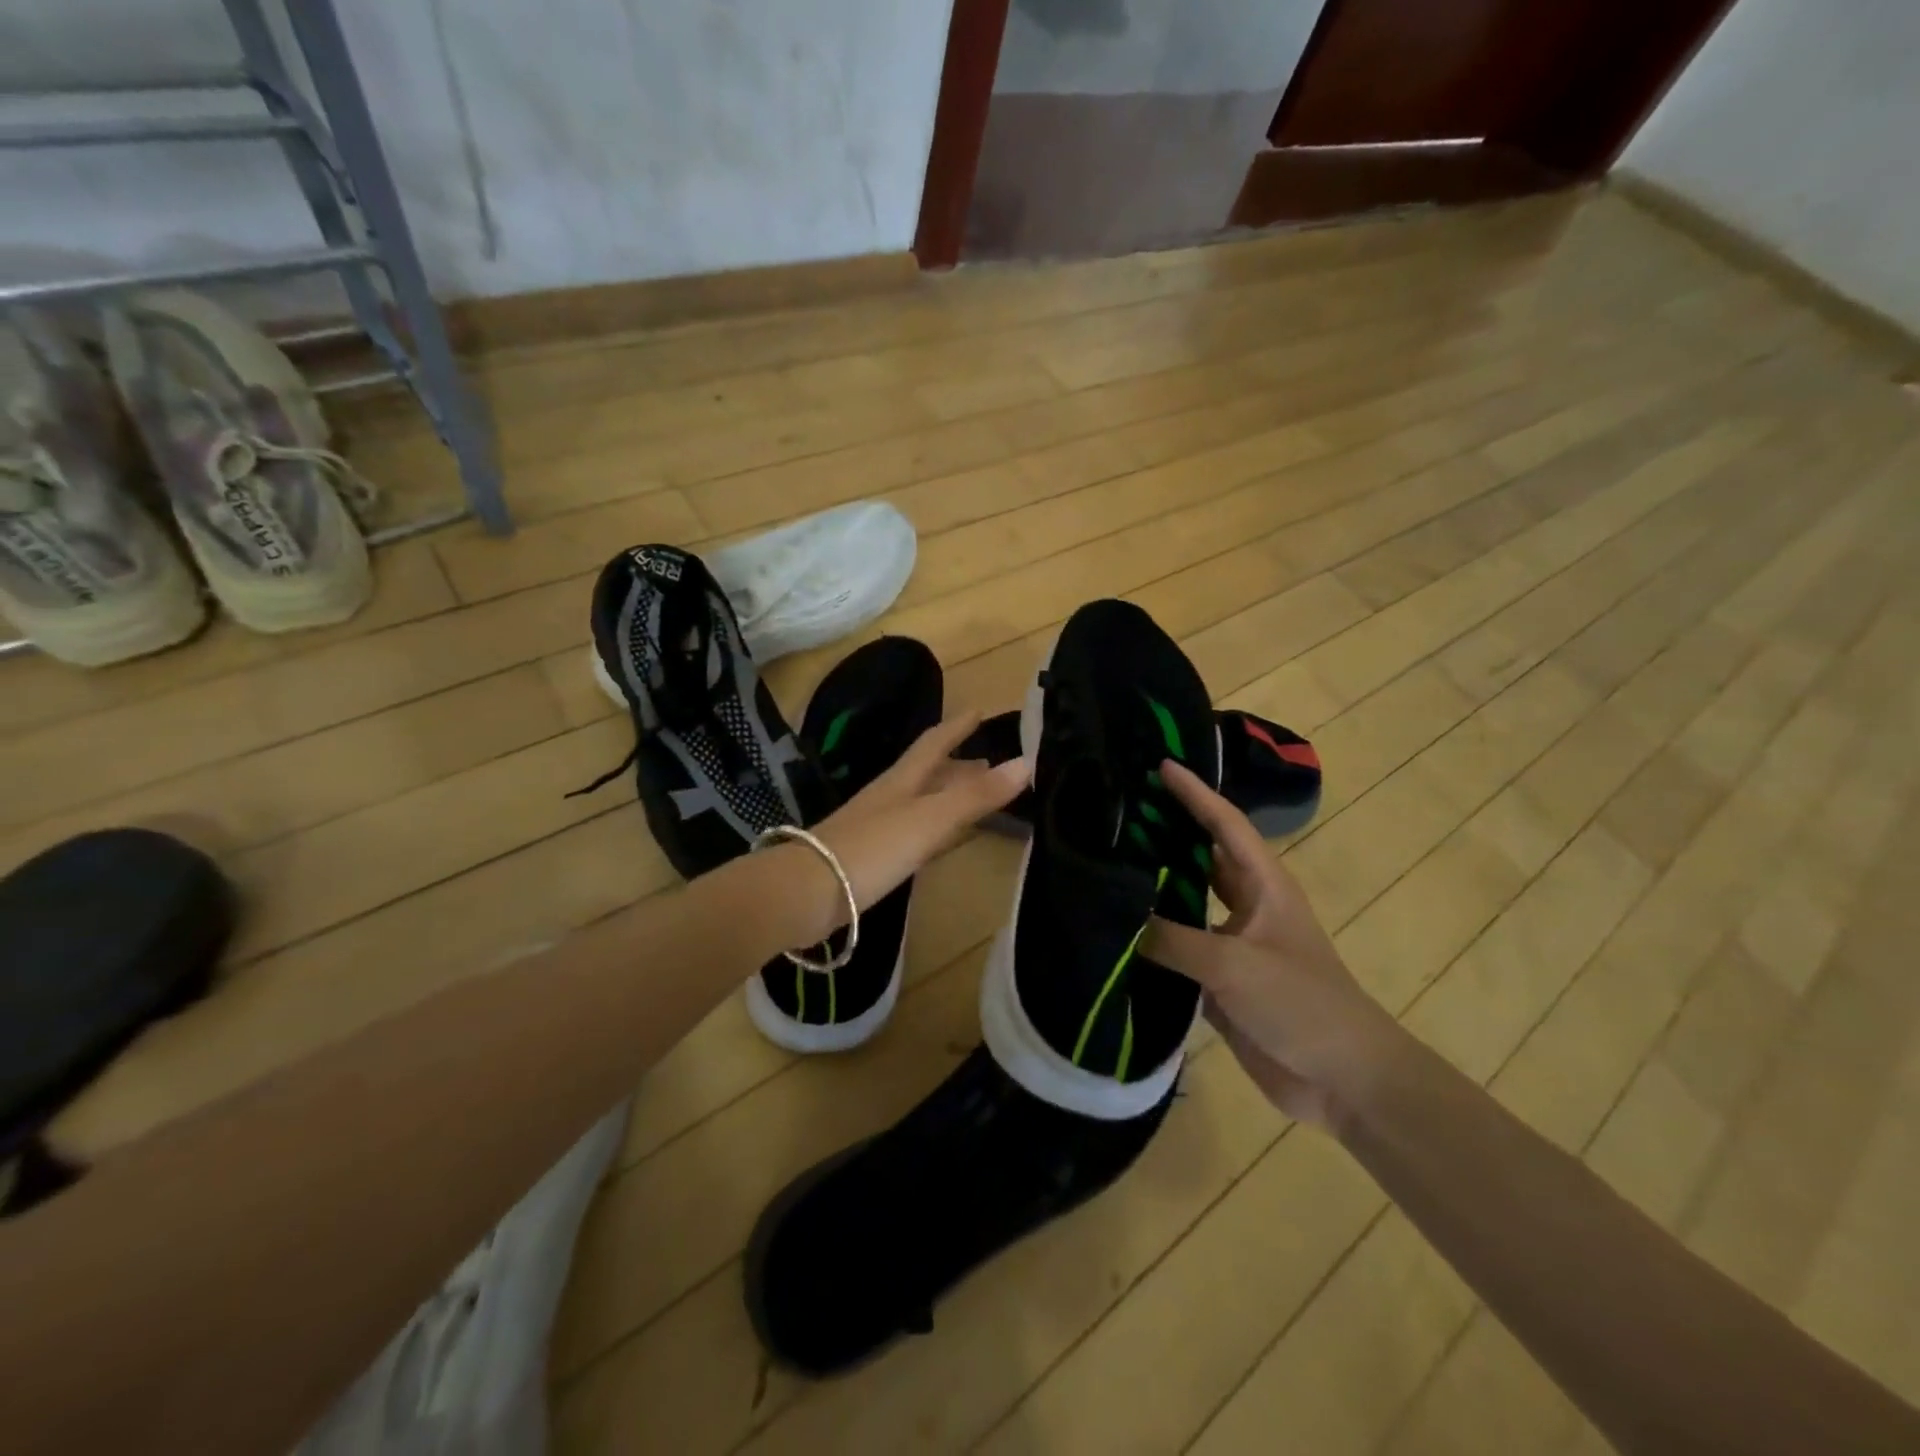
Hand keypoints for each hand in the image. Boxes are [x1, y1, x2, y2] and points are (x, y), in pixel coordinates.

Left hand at [810, 711, 1029, 914]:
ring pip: (920, 802)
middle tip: (988, 764)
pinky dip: (933, 828)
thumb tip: (1027, 761)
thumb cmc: (872, 848)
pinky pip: (912, 832)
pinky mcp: (869, 857)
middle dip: (957, 765)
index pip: (934, 743)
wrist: (806, 892)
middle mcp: (888, 797)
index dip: (957, 727)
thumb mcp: (930, 819)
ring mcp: (875, 827)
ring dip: (946, 796)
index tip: (979, 711)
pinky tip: (938, 842)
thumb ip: (976, 796)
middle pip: (927, 773)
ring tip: (973, 799)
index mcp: (902, 780)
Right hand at [1141, 760, 1403, 1129]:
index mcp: (1264, 886)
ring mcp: (1232, 944)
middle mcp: (1246, 906)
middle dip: (1168, 831)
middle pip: (1202, 856)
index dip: (1194, 794)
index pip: (1225, 825)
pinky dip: (1149, 936)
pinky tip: (1116, 929)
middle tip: (1120, 809)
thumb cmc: (1301, 1004)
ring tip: (1108, 861)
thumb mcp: (1234, 965)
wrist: (1343, 1080)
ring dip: (1155, 883)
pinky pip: (1177, 947)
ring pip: (1186, 902)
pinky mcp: (1218, 981)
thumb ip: (1173, 940)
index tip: (1160, 766)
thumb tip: (1121, 920)